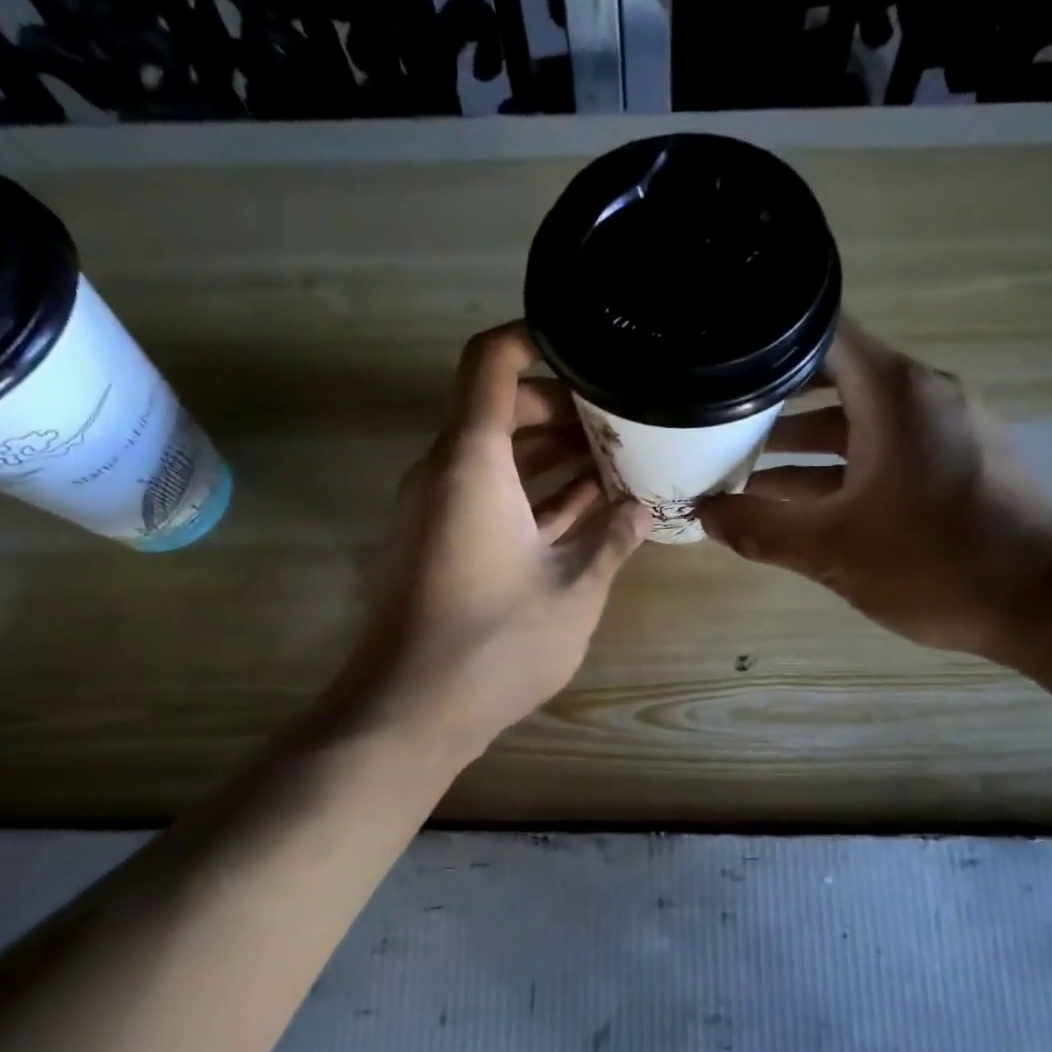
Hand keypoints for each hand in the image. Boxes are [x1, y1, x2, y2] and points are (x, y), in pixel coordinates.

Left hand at [329, 323, 648, 759]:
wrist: (408, 711)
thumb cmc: (494, 644)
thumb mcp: (573, 590)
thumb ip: (612, 539)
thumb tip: (643, 508)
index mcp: (472, 461)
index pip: (492, 362)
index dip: (536, 340)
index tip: (590, 349)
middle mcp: (445, 471)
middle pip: (501, 409)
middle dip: (564, 409)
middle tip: (625, 421)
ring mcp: (437, 508)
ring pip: (498, 456)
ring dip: (553, 455)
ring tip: (619, 460)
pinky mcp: (439, 542)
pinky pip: (489, 495)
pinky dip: (532, 493)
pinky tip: (585, 507)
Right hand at [697, 320, 1051, 660]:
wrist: (1046, 605)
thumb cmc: (936, 564)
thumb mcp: (832, 550)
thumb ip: (760, 529)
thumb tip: (702, 514)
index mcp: (896, 394)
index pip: (823, 334)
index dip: (767, 344)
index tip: (722, 364)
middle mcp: (924, 395)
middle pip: (835, 378)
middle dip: (775, 402)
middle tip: (718, 423)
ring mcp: (945, 429)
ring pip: (859, 420)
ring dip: (805, 443)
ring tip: (744, 467)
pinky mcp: (957, 462)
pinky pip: (886, 449)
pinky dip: (842, 466)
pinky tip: (800, 501)